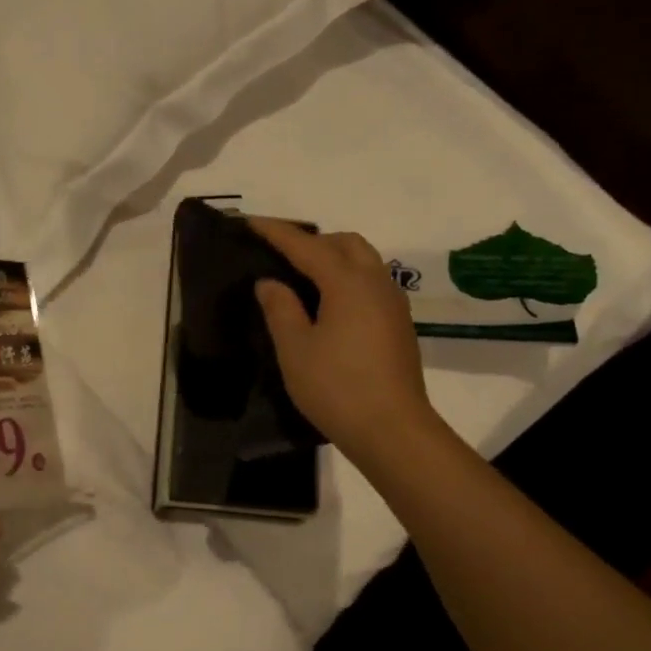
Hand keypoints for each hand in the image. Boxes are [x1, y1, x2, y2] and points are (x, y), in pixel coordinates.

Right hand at [250, 218, 447, 468]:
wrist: (392, 429)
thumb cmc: (336, 387)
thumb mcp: (295, 349)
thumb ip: (280, 308)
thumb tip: (271, 282)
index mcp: (347, 283)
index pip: (306, 246)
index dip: (277, 233)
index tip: (251, 222)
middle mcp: (376, 283)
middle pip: (345, 244)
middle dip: (312, 240)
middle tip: (281, 253)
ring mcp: (393, 303)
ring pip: (364, 261)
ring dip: (334, 258)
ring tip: (303, 277)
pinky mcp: (399, 324)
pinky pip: (372, 283)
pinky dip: (348, 278)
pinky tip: (330, 304)